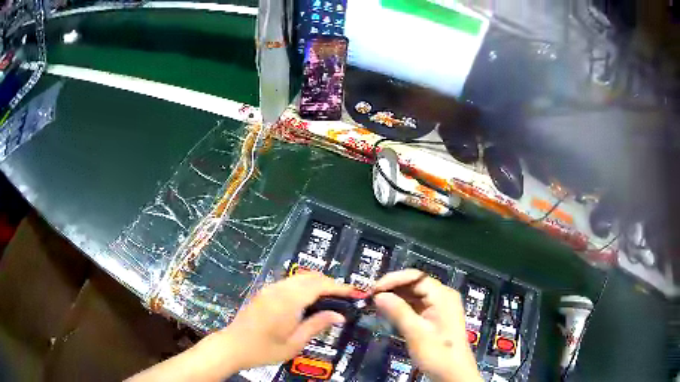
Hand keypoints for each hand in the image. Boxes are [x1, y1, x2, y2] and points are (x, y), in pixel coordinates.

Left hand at [128, 274, 354, 381]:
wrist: (232, 346)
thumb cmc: (264, 349)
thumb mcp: (294, 343)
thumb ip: (317, 325)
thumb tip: (339, 315)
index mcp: (288, 301)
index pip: (319, 286)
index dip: (340, 287)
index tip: (356, 292)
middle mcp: (279, 289)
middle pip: (310, 278)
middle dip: (330, 283)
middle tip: (346, 296)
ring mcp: (270, 289)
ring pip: (300, 278)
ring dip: (317, 283)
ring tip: (331, 297)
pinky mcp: (265, 292)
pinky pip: (290, 283)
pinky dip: (305, 286)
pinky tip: (310, 299)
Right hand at [374, 270, 481, 381]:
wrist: (453, 374)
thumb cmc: (437, 353)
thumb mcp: (415, 333)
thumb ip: (397, 311)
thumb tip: (378, 295)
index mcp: (443, 295)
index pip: (415, 277)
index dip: (393, 280)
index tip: (372, 290)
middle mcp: (443, 296)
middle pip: (415, 284)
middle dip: (393, 289)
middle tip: (371, 298)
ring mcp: (440, 307)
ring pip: (414, 295)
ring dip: (396, 298)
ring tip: (376, 305)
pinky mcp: (436, 318)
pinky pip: (417, 306)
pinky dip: (402, 308)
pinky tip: (389, 313)